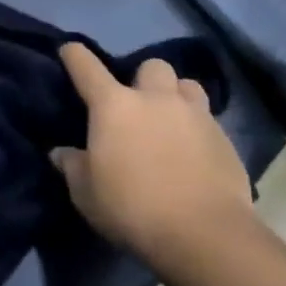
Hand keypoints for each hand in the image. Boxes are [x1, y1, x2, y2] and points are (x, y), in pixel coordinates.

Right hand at [50, 44, 252, 271]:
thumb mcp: (87, 195)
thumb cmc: (133, 209)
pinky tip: (195, 155)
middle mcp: (155, 98)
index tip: (69, 51)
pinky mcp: (225, 139)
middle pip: (151, 65)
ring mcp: (194, 115)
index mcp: (114, 105)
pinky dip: (199, 130)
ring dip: (177, 97)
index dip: (74, 55)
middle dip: (144, 79)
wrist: (205, 235)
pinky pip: (209, 120)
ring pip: (187, 85)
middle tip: (139, 105)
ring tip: (172, 121)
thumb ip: (73, 167)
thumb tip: (61, 153)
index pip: (86, 66)